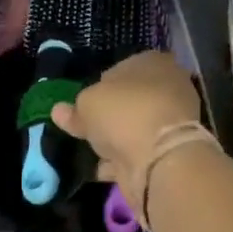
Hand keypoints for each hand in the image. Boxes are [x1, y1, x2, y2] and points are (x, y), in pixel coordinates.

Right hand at [50, 51, 202, 184]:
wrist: (159, 158)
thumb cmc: (123, 113)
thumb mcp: (87, 104)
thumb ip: (74, 109)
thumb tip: (60, 111)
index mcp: (153, 63)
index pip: (124, 67)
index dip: (102, 84)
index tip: (85, 102)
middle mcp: (168, 87)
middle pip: (131, 99)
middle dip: (111, 114)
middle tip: (86, 127)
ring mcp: (172, 122)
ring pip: (136, 128)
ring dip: (116, 140)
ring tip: (90, 151)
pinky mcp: (170, 152)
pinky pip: (138, 153)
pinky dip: (122, 161)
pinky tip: (102, 169)